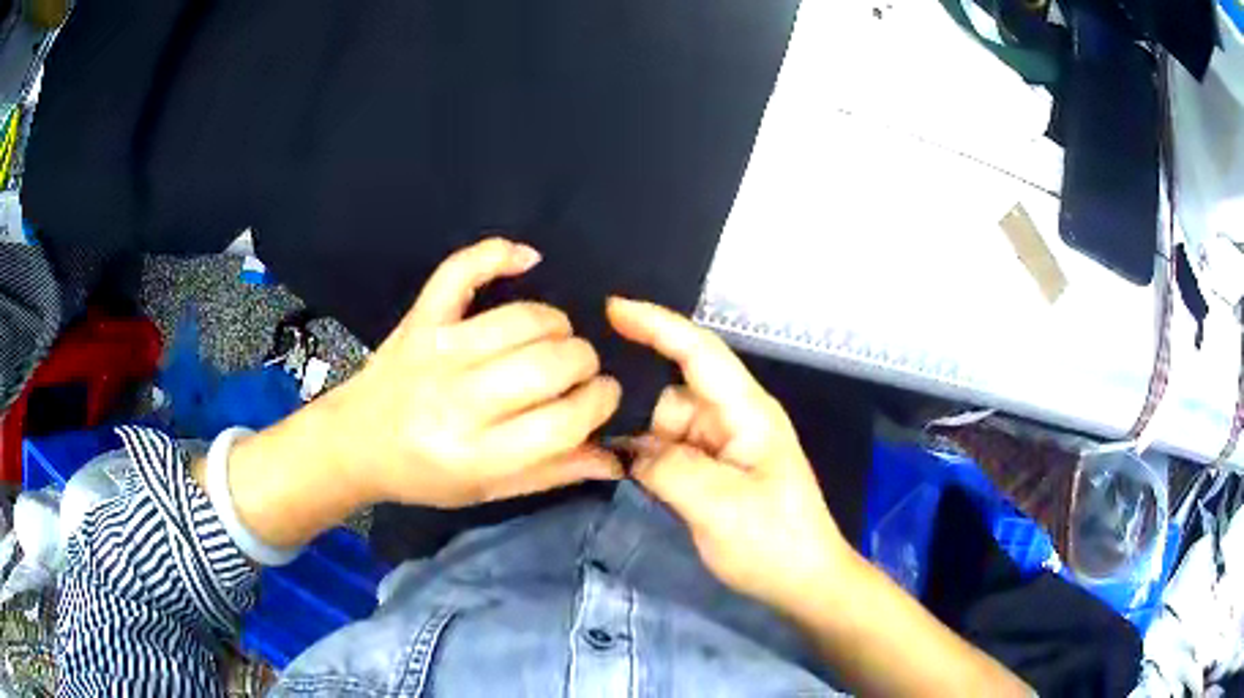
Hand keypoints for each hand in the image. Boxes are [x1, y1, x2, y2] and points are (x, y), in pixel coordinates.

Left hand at [320, 238, 622, 508]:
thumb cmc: (423, 475)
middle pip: (552, 364)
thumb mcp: (488, 490)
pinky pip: (461, 271)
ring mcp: (438, 350)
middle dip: (585, 364)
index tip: (603, 397)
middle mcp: (460, 400)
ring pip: (524, 319)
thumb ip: (553, 473)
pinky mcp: (421, 319)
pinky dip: (497, 254)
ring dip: (558, 325)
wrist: (353, 443)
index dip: (600, 402)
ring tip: (555, 341)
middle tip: (578, 374)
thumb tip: (616, 459)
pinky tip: (527, 259)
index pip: (565, 420)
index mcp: (478, 454)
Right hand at [607, 297, 850, 611]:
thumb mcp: (718, 506)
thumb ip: (667, 467)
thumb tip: (628, 447)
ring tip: (595, 447)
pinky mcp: (716, 470)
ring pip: (667, 423)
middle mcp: (734, 419)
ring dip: (638, 436)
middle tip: (581, 408)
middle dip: (634, 399)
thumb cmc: (772, 542)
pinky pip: (672, 450)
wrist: (802, 582)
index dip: (656, 324)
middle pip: (674, 391)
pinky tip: (618, 464)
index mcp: (747, 412)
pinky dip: (647, 456)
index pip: (699, 352)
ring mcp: (725, 446)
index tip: (611, 308)